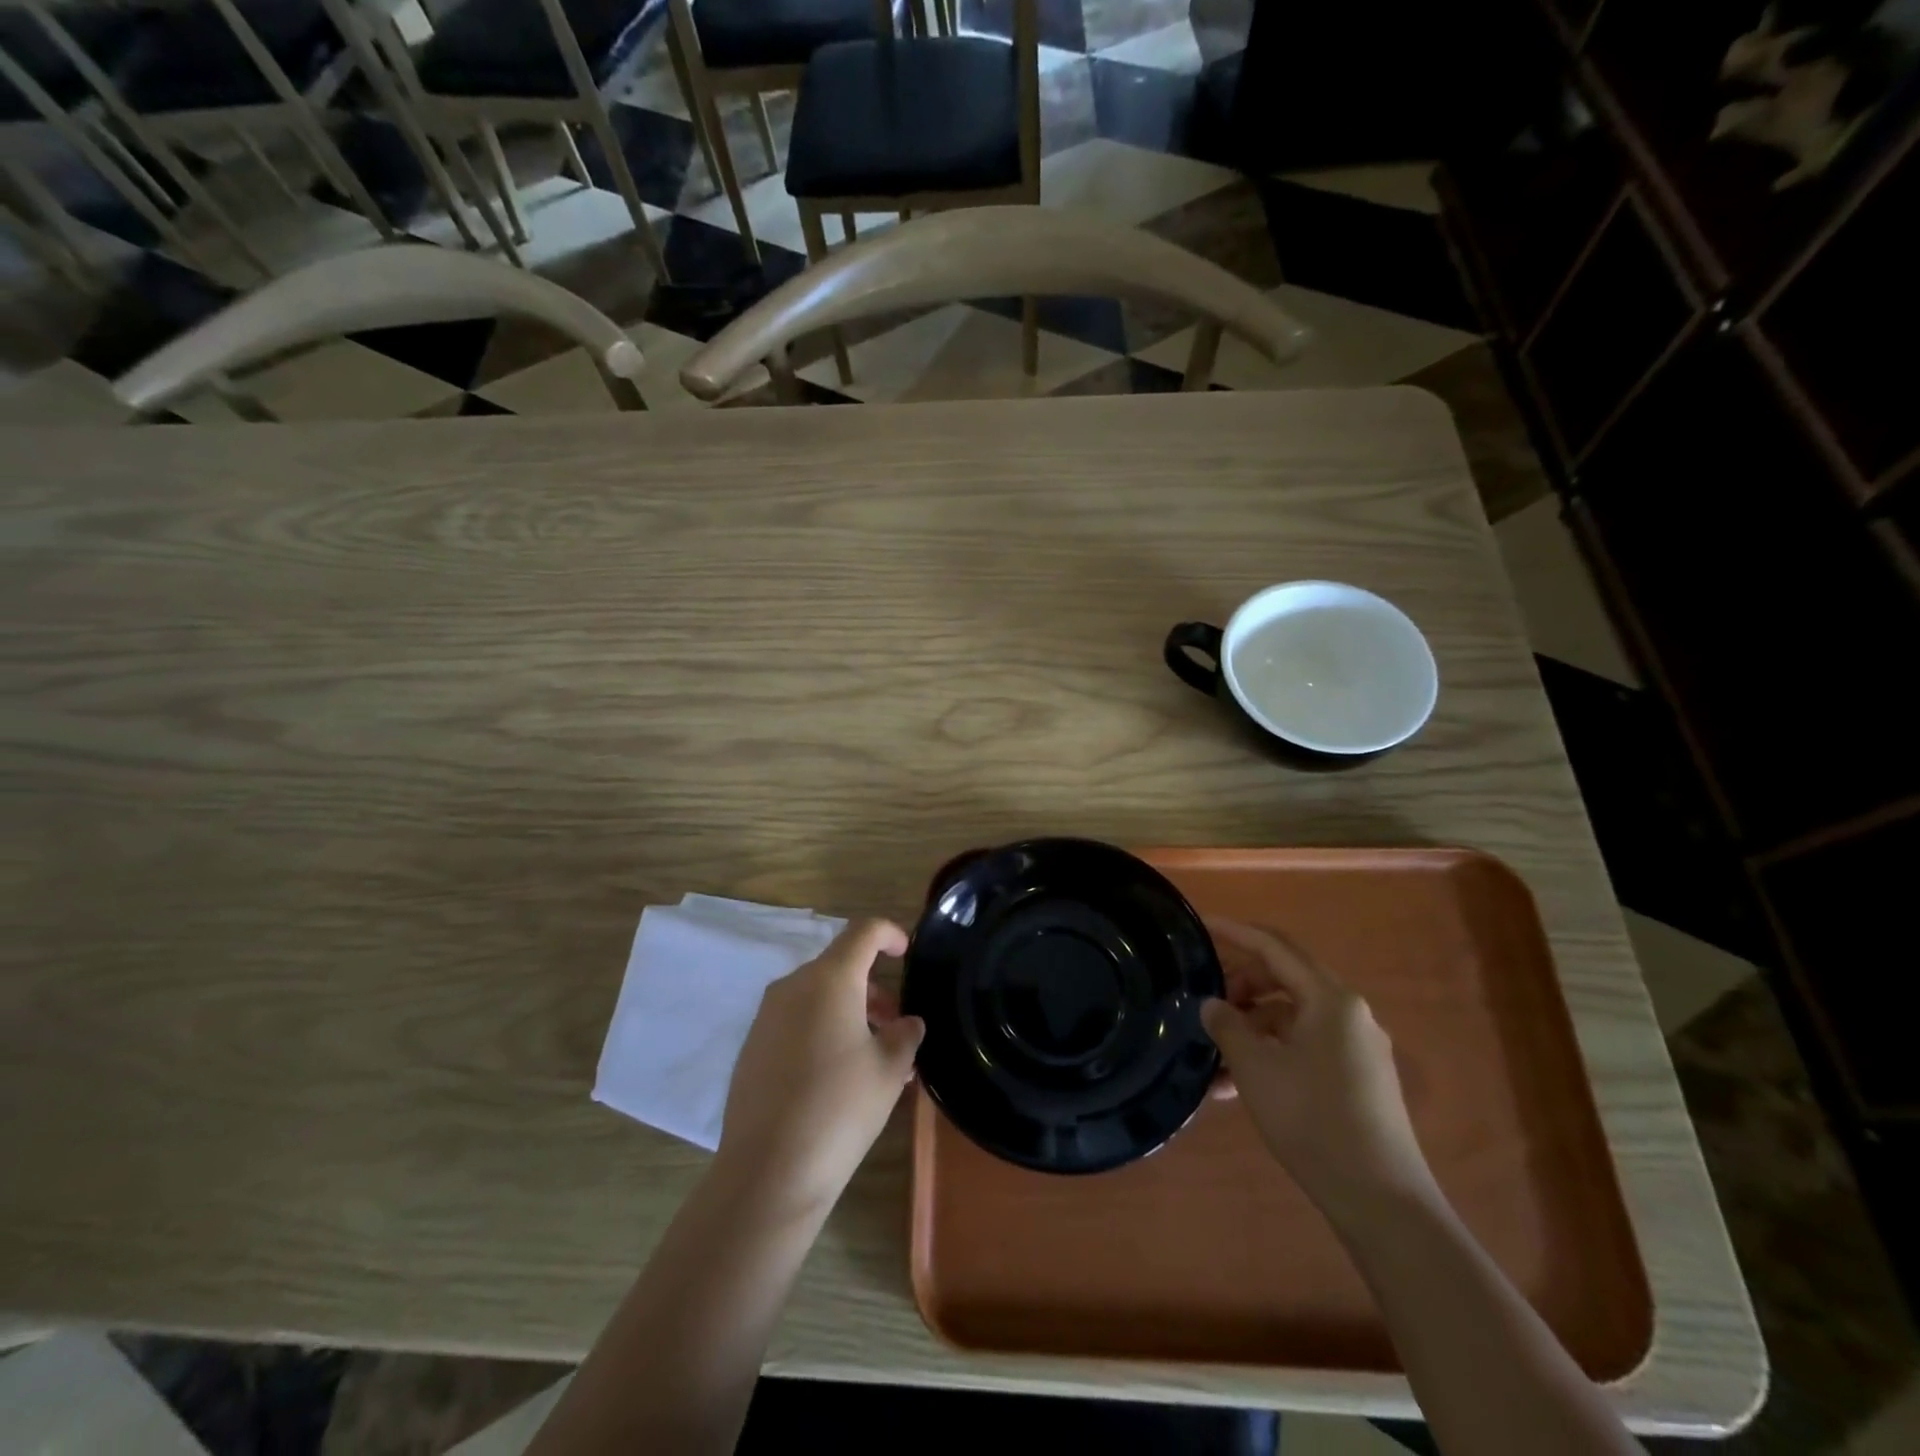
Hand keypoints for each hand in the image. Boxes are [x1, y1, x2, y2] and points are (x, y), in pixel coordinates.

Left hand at [717, 919, 923, 1217]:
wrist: (768, 1172)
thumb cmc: (840, 1109)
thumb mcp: (889, 1071)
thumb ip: (904, 1035)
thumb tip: (907, 1023)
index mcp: (830, 979)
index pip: (863, 932)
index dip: (889, 933)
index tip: (907, 953)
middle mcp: (793, 986)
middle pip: (840, 966)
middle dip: (872, 988)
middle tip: (896, 1026)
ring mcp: (767, 1016)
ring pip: (817, 996)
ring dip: (849, 1012)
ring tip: (873, 1057)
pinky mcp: (752, 1047)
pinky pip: (795, 1021)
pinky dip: (822, 1030)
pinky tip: (837, 1075)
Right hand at [1201, 918, 1437, 1225]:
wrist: (1382, 1201)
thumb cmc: (1313, 1120)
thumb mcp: (1256, 1068)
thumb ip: (1228, 1025)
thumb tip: (1211, 1004)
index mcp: (1330, 998)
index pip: (1274, 947)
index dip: (1235, 932)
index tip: (1202, 925)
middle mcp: (1350, 1013)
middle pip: (1286, 978)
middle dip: (1242, 985)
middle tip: (1207, 1004)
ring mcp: (1358, 1047)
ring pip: (1293, 1017)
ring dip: (1253, 1027)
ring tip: (1215, 1058)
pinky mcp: (1359, 1078)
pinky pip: (1306, 1046)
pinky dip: (1272, 1052)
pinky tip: (1240, 1086)